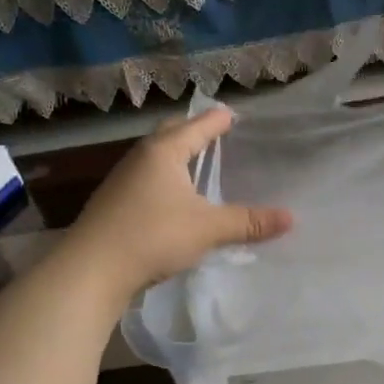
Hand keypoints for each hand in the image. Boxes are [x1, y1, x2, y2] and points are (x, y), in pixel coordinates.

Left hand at [70, 109, 292, 297]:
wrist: (91, 270)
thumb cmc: (153, 236)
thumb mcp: (208, 229)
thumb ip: (248, 222)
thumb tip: (291, 218)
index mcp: (164, 152)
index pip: (196, 126)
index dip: (217, 120)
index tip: (232, 114)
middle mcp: (140, 158)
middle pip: (170, 134)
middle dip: (192, 131)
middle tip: (213, 132)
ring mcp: (122, 181)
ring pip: (155, 158)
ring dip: (175, 156)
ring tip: (196, 163)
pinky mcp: (114, 204)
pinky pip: (147, 180)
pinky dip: (164, 179)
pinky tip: (173, 197)